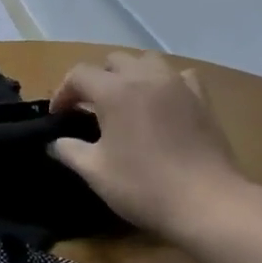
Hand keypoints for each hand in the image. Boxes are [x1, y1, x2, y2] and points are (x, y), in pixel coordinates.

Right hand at [48, 51, 246, 237]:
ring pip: (148, 61)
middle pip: (114, 60)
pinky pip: (179, 76)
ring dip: (130, 74)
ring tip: (124, 100)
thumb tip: (55, 143)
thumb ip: (69, 151)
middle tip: (88, 107)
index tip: (58, 116)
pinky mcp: (202, 100)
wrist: (206, 202)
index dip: (63, 92)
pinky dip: (163, 83)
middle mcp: (147, 78)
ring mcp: (178, 86)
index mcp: (115, 92)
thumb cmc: (142, 185)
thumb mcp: (94, 172)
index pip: (79, 74)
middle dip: (96, 79)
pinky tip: (161, 104)